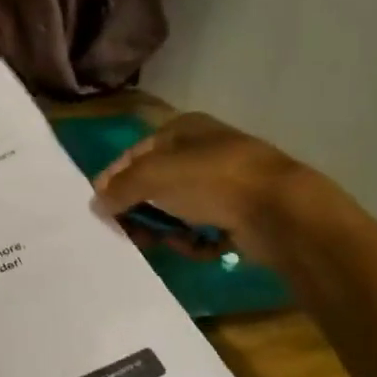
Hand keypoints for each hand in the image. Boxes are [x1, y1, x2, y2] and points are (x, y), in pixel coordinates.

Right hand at [92, 112, 331, 269]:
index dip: (114, 177)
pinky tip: (196, 246)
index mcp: (183, 130)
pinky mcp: (240, 215)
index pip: (136, 152)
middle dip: (139, 209)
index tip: (99, 205)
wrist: (280, 211)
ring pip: (178, 210)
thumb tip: (96, 204)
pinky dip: (195, 241)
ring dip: (166, 228)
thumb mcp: (153, 177)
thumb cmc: (211, 180)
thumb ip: (120, 189)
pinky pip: (203, 229)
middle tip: (126, 232)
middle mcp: (203, 153)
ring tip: (162, 243)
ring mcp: (225, 185)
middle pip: (156, 184)